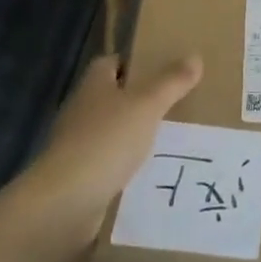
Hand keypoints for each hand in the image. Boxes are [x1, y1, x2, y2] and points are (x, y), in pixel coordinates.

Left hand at [17, 53, 202, 250]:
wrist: (65, 204)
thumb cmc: (106, 141)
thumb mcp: (147, 105)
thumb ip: (171, 82)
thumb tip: (195, 57)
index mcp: (94, 85)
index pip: (112, 63)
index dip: (134, 63)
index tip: (162, 68)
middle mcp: (82, 111)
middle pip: (113, 98)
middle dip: (141, 102)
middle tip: (178, 105)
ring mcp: (78, 147)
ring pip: (114, 134)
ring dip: (136, 138)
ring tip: (174, 142)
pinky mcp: (80, 180)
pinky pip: (111, 167)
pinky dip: (129, 170)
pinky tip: (154, 176)